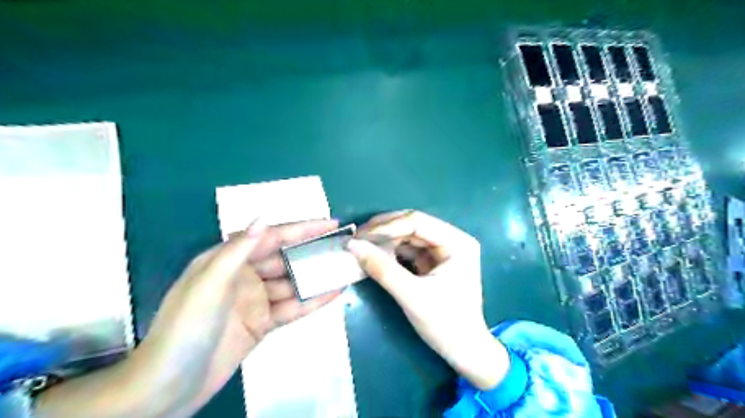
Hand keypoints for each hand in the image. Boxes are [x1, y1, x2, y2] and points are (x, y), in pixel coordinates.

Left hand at [32, 219, 338, 417]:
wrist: (169, 386)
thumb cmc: (185, 328)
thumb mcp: (209, 284)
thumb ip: (237, 250)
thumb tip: (263, 217)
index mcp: (229, 260)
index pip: (273, 237)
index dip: (302, 228)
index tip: (330, 223)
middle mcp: (245, 275)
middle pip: (286, 258)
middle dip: (314, 251)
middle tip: (343, 245)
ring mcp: (256, 300)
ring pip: (293, 283)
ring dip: (317, 276)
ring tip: (345, 268)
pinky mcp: (264, 322)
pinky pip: (293, 307)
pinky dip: (313, 301)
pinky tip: (334, 292)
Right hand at [347, 210, 509, 388]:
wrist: (464, 352)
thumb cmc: (445, 323)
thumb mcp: (412, 296)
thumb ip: (382, 269)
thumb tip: (352, 245)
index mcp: (457, 242)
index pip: (417, 222)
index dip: (387, 227)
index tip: (360, 236)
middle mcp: (452, 240)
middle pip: (413, 226)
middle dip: (384, 230)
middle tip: (357, 237)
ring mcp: (443, 251)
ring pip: (408, 237)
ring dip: (385, 240)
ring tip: (361, 245)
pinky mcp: (434, 263)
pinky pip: (409, 250)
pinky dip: (391, 252)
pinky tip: (374, 254)